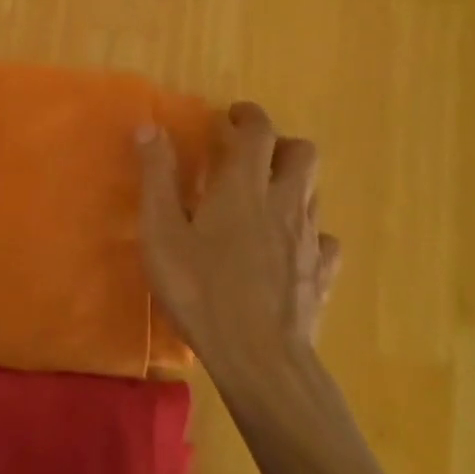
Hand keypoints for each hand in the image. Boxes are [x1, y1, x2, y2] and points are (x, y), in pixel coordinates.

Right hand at [137, 101, 341, 395]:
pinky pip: (324, 239)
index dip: (247, 116)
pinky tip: (289, 249)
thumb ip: (157, 178)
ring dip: (292, 184)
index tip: (231, 117)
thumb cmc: (201, 291)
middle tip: (250, 157)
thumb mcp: (162, 233)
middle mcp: (285, 202)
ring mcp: (310, 239)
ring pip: (314, 192)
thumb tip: (150, 127)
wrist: (260, 358)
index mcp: (245, 186)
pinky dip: (308, 233)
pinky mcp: (323, 273)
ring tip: (265, 200)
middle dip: (279, 144)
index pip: (258, 131)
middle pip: (302, 152)